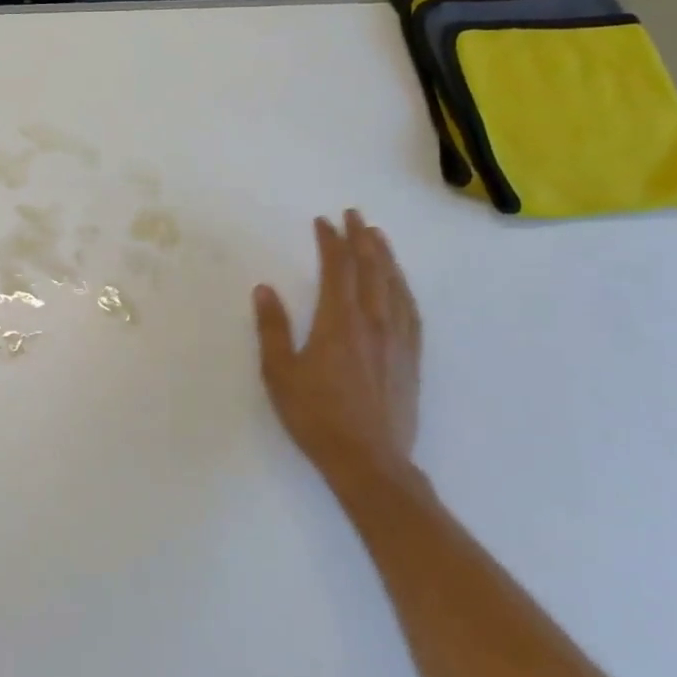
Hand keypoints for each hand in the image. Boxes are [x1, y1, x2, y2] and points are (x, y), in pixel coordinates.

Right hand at [253, 210, 421, 478]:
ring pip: (394, 286)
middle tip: (355, 214)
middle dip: (361, 238)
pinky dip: (404, 288)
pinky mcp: (411, 358)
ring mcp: (397, 340)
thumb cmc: (316, 416)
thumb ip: (273, 328)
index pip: (337, 269)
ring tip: (379, 237)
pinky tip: (401, 284)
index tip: (324, 222)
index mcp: (339, 321)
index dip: (331, 242)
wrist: (369, 461)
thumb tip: (265, 288)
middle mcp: (373, 322)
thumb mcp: (280, 373)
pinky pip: (410, 311)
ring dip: (386, 257)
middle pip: (370, 269)